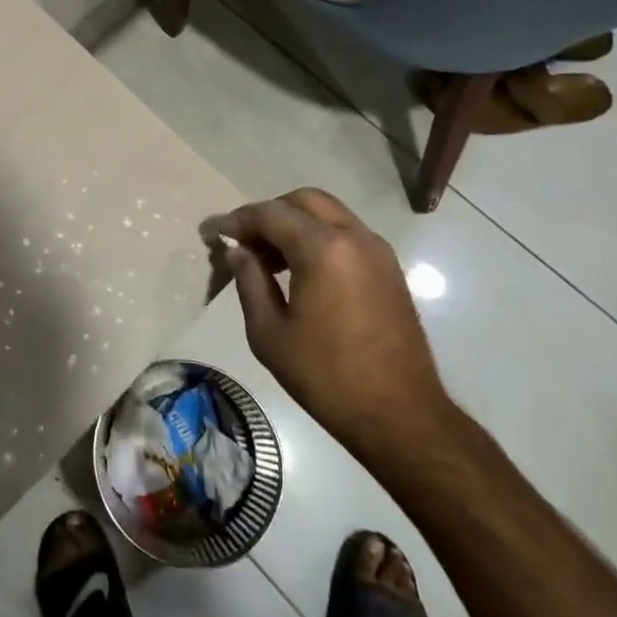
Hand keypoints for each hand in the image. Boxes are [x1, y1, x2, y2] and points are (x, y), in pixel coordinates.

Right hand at [207, 189, 457, 461]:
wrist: (400, 415)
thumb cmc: (326, 377)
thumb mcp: (269, 334)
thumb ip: (250, 281)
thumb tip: (239, 251)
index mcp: (323, 249)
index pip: (271, 214)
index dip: (239, 220)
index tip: (216, 233)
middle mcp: (354, 237)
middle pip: (304, 201)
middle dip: (270, 213)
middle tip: (246, 242)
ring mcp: (378, 251)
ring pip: (329, 214)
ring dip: (296, 223)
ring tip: (270, 259)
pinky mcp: (390, 269)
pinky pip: (348, 234)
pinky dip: (320, 237)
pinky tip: (303, 271)